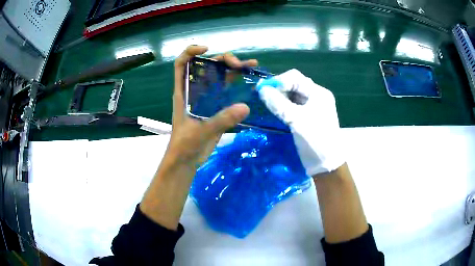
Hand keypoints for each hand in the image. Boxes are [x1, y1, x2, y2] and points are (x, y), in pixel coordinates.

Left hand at [167, 45, 256, 169]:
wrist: (186, 161)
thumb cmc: (184, 146)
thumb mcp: (200, 132)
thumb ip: (221, 120)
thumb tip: (245, 107)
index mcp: (183, 92)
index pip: (181, 64)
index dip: (191, 52)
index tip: (207, 49)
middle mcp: (195, 91)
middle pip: (206, 66)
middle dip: (222, 59)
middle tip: (239, 64)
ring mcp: (206, 98)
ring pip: (219, 76)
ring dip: (234, 69)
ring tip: (251, 65)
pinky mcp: (216, 107)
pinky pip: (227, 91)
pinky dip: (237, 84)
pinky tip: (249, 81)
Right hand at [256, 69, 343, 175]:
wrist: (326, 164)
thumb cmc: (316, 140)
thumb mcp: (296, 120)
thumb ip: (278, 103)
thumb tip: (261, 89)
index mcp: (318, 93)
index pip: (295, 78)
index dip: (278, 81)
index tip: (262, 89)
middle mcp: (316, 97)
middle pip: (294, 85)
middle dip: (278, 88)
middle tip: (262, 96)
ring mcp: (312, 107)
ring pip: (293, 96)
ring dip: (279, 97)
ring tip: (266, 102)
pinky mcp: (307, 117)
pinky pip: (293, 106)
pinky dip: (283, 106)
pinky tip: (274, 109)